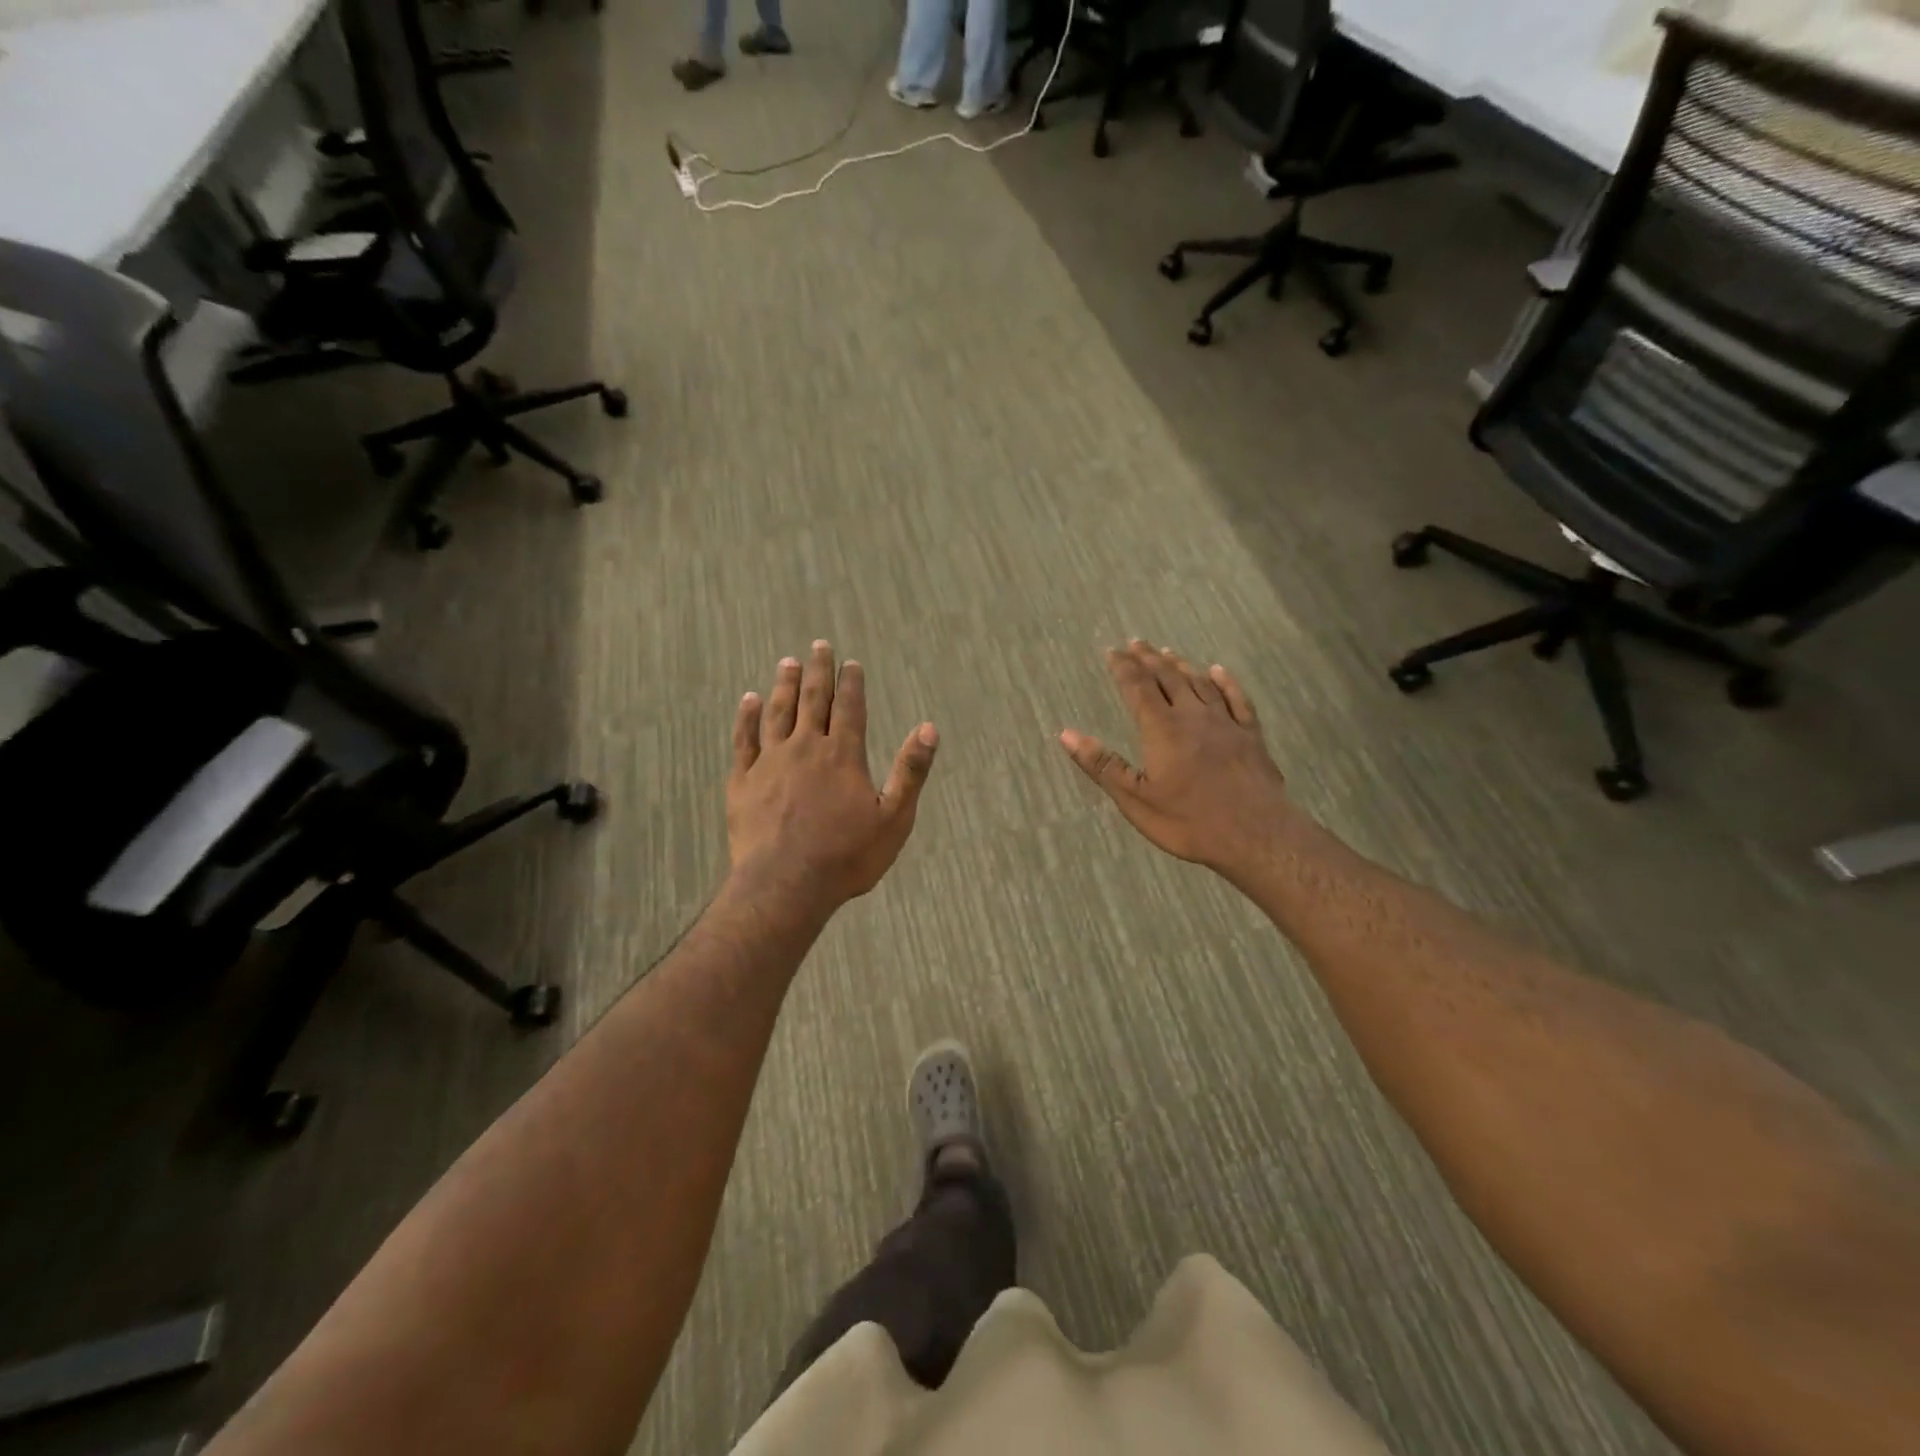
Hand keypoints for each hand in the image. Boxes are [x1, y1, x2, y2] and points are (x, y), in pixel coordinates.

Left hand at [728, 641, 937, 908]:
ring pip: (777, 712)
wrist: (786, 884)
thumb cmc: (846, 856)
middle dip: (817, 671)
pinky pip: (744, 739)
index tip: (850, 663)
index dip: (851, 683)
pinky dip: (747, 717)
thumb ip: (910, 771)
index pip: (849, 708)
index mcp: (843, 755)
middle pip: (812, 699)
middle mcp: (806, 747)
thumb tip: (929, 728)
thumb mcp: (894, 818)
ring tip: (787, 662)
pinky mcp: (744, 781)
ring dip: (784, 685)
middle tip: (818, 646)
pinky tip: (749, 699)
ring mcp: (770, 762)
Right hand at [1060, 640, 1291, 877]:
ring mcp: (1226, 723)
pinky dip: (1225, 681)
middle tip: (1136, 643)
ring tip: (1167, 652)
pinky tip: (1218, 671)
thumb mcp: (1135, 799)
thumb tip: (1066, 734)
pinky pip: (1236, 698)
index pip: (1137, 688)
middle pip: (1168, 678)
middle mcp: (1193, 716)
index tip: (1112, 651)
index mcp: (1162, 729)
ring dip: (1181, 665)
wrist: (1257, 835)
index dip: (1123, 668)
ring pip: (1200, 683)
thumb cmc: (1189, 821)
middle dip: (1149, 659)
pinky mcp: (1251, 735)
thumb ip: (1102, 764)